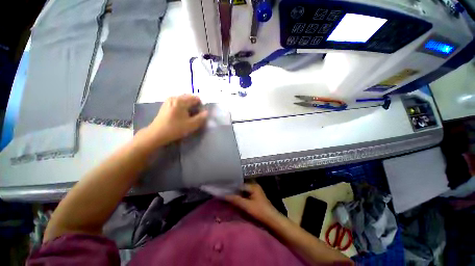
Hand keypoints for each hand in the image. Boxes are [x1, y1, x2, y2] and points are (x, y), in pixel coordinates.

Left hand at [146, 95, 207, 144]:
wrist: (157, 134)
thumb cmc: (175, 129)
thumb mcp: (191, 125)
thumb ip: (201, 118)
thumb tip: (207, 112)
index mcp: (181, 100)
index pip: (196, 98)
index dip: (201, 105)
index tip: (201, 113)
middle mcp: (175, 97)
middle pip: (189, 97)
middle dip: (195, 105)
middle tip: (196, 115)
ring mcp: (169, 100)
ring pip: (184, 100)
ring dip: (189, 106)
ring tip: (190, 115)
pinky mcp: (166, 104)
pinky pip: (178, 102)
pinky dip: (183, 106)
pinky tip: (182, 115)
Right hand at [225, 183, 282, 224]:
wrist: (272, 220)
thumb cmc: (260, 211)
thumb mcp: (247, 205)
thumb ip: (236, 199)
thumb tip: (225, 195)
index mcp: (253, 186)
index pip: (240, 185)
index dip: (232, 188)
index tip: (224, 190)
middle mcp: (254, 187)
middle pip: (242, 188)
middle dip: (234, 191)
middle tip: (225, 193)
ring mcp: (255, 192)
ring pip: (243, 192)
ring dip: (237, 195)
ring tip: (228, 197)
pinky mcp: (256, 198)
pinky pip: (246, 196)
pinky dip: (241, 198)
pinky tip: (235, 201)